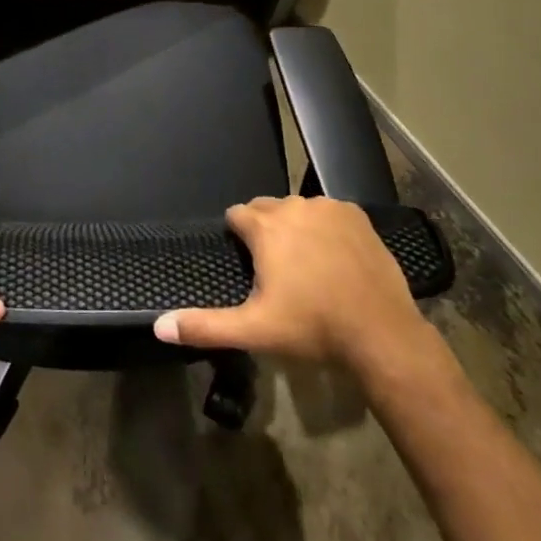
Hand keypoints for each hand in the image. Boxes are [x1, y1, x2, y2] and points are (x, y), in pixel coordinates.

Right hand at [154, 196, 432, 372]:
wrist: (381, 333)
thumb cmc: (313, 328)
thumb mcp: (255, 331)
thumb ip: (205, 326)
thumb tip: (159, 325)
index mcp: (265, 228)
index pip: (236, 215)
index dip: (239, 236)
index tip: (248, 262)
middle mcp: (292, 207)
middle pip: (266, 207)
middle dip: (266, 230)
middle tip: (277, 269)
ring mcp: (327, 208)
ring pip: (298, 208)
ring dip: (296, 227)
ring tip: (308, 264)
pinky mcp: (355, 214)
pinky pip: (329, 212)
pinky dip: (326, 227)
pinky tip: (335, 257)